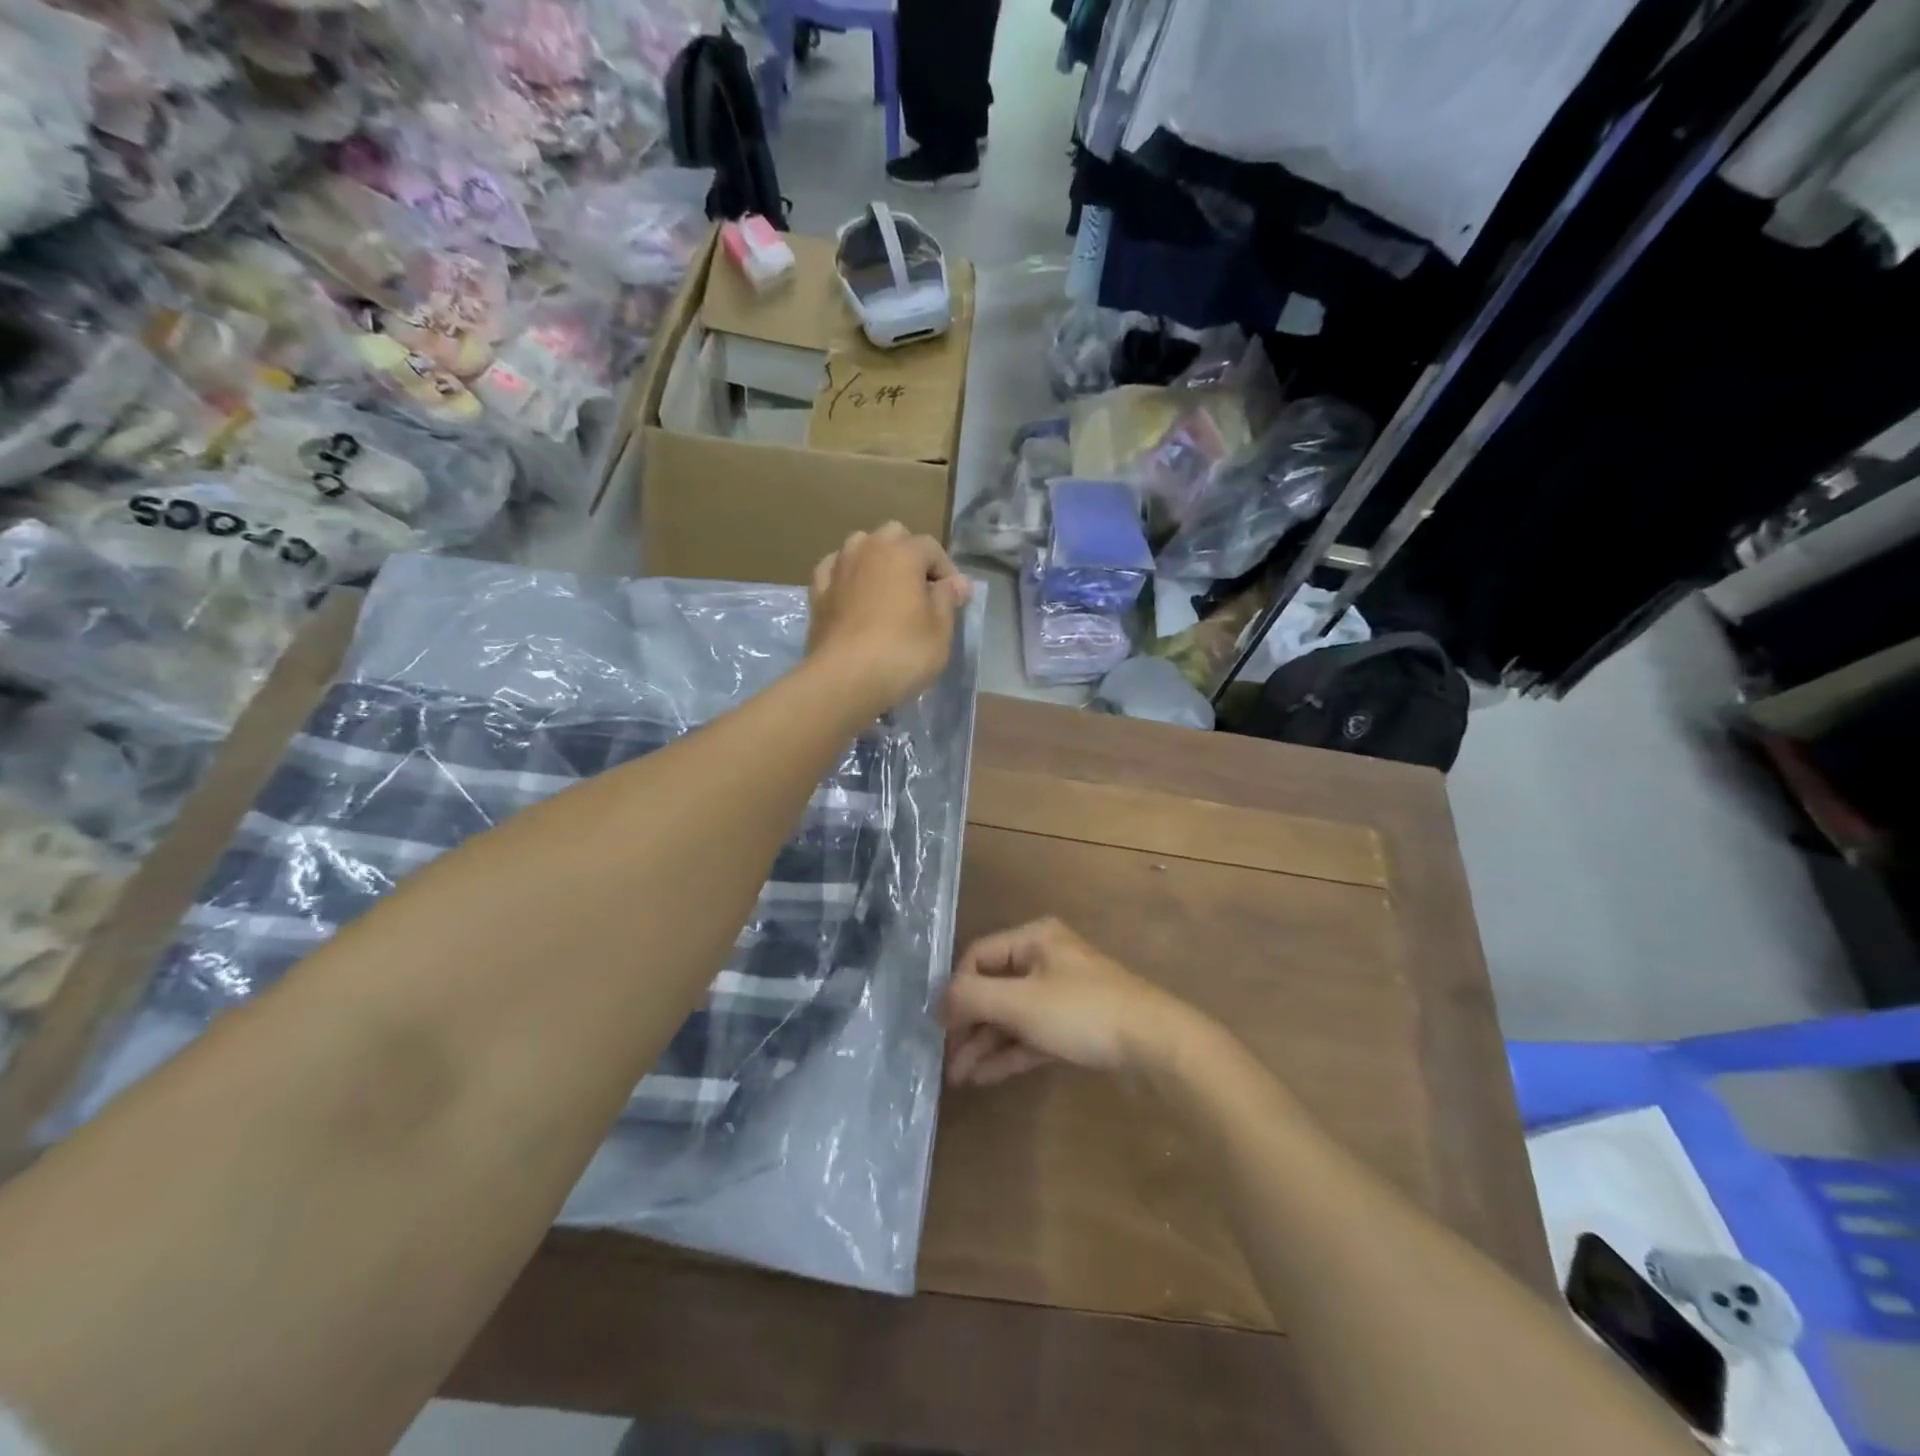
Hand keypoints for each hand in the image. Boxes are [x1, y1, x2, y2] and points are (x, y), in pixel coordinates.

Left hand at [807, 523, 971, 715]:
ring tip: (886, 589)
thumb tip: (957, 583)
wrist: (844, 679)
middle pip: (893, 536)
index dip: (947, 570)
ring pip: (859, 546)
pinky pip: (834, 571)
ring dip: (875, 559)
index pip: (931, 547)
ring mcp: (838, 569)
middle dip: (909, 555)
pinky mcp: (817, 594)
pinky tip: (852, 593)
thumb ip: (948, 600)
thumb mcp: (940, 630)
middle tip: (920, 589)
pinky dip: (846, 576)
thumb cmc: (902, 653)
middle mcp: (867, 550)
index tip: (954, 599)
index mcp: (902, 553)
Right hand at [943, 918, 1198, 1085]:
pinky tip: (984, 1077)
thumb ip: (972, 997)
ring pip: (1012, 1015)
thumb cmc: (1082, 1012)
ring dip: (984, 1043)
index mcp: (1034, 939)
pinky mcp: (1074, 1025)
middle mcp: (1045, 959)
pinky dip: (1009, 1052)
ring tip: (958, 1077)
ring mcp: (1061, 994)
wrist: (1155, 1045)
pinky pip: (1031, 1034)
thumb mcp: (1020, 1002)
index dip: (956, 990)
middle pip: (994, 988)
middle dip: (968, 1024)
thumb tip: (938, 1002)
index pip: (978, 956)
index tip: (939, 1027)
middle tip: (946, 1060)